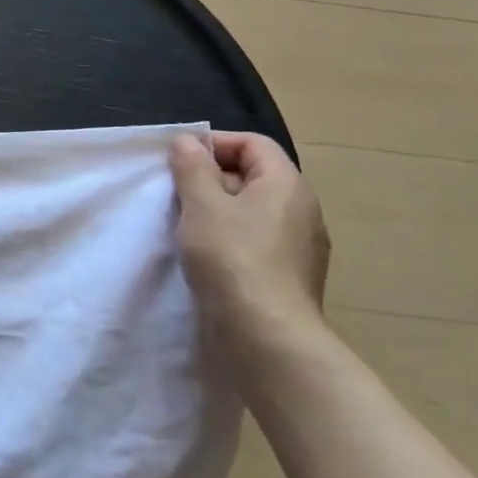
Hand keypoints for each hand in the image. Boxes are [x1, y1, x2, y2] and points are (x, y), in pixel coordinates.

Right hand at [171, 132, 330, 349]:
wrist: (266, 335)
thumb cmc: (232, 258)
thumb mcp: (201, 204)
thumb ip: (192, 168)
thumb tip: (187, 141)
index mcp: (286, 184)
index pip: (253, 143)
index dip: (215, 143)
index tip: (179, 160)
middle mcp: (301, 210)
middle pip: (253, 175)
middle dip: (210, 178)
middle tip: (175, 194)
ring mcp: (298, 246)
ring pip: (251, 210)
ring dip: (216, 211)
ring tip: (184, 226)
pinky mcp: (288, 275)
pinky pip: (255, 240)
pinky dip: (228, 238)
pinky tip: (204, 256)